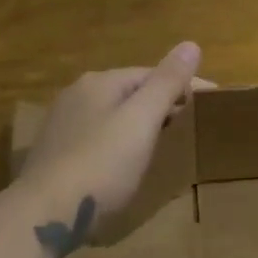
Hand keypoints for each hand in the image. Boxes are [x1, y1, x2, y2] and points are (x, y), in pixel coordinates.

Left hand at [13, 43, 205, 257]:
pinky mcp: (55, 154)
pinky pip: (99, 135)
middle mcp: (76, 95)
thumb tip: (191, 44)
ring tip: (165, 138)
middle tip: (191, 120)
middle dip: (162, 101)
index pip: (152, 74)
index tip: (211, 101)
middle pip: (130, 91)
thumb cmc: (102, 163)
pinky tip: (126, 159)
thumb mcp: (142, 120)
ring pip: (113, 113)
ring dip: (140, 121)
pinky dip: (121, 139)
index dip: (185, 84)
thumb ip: (167, 83)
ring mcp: (62, 125)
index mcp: (99, 82)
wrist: (45, 214)